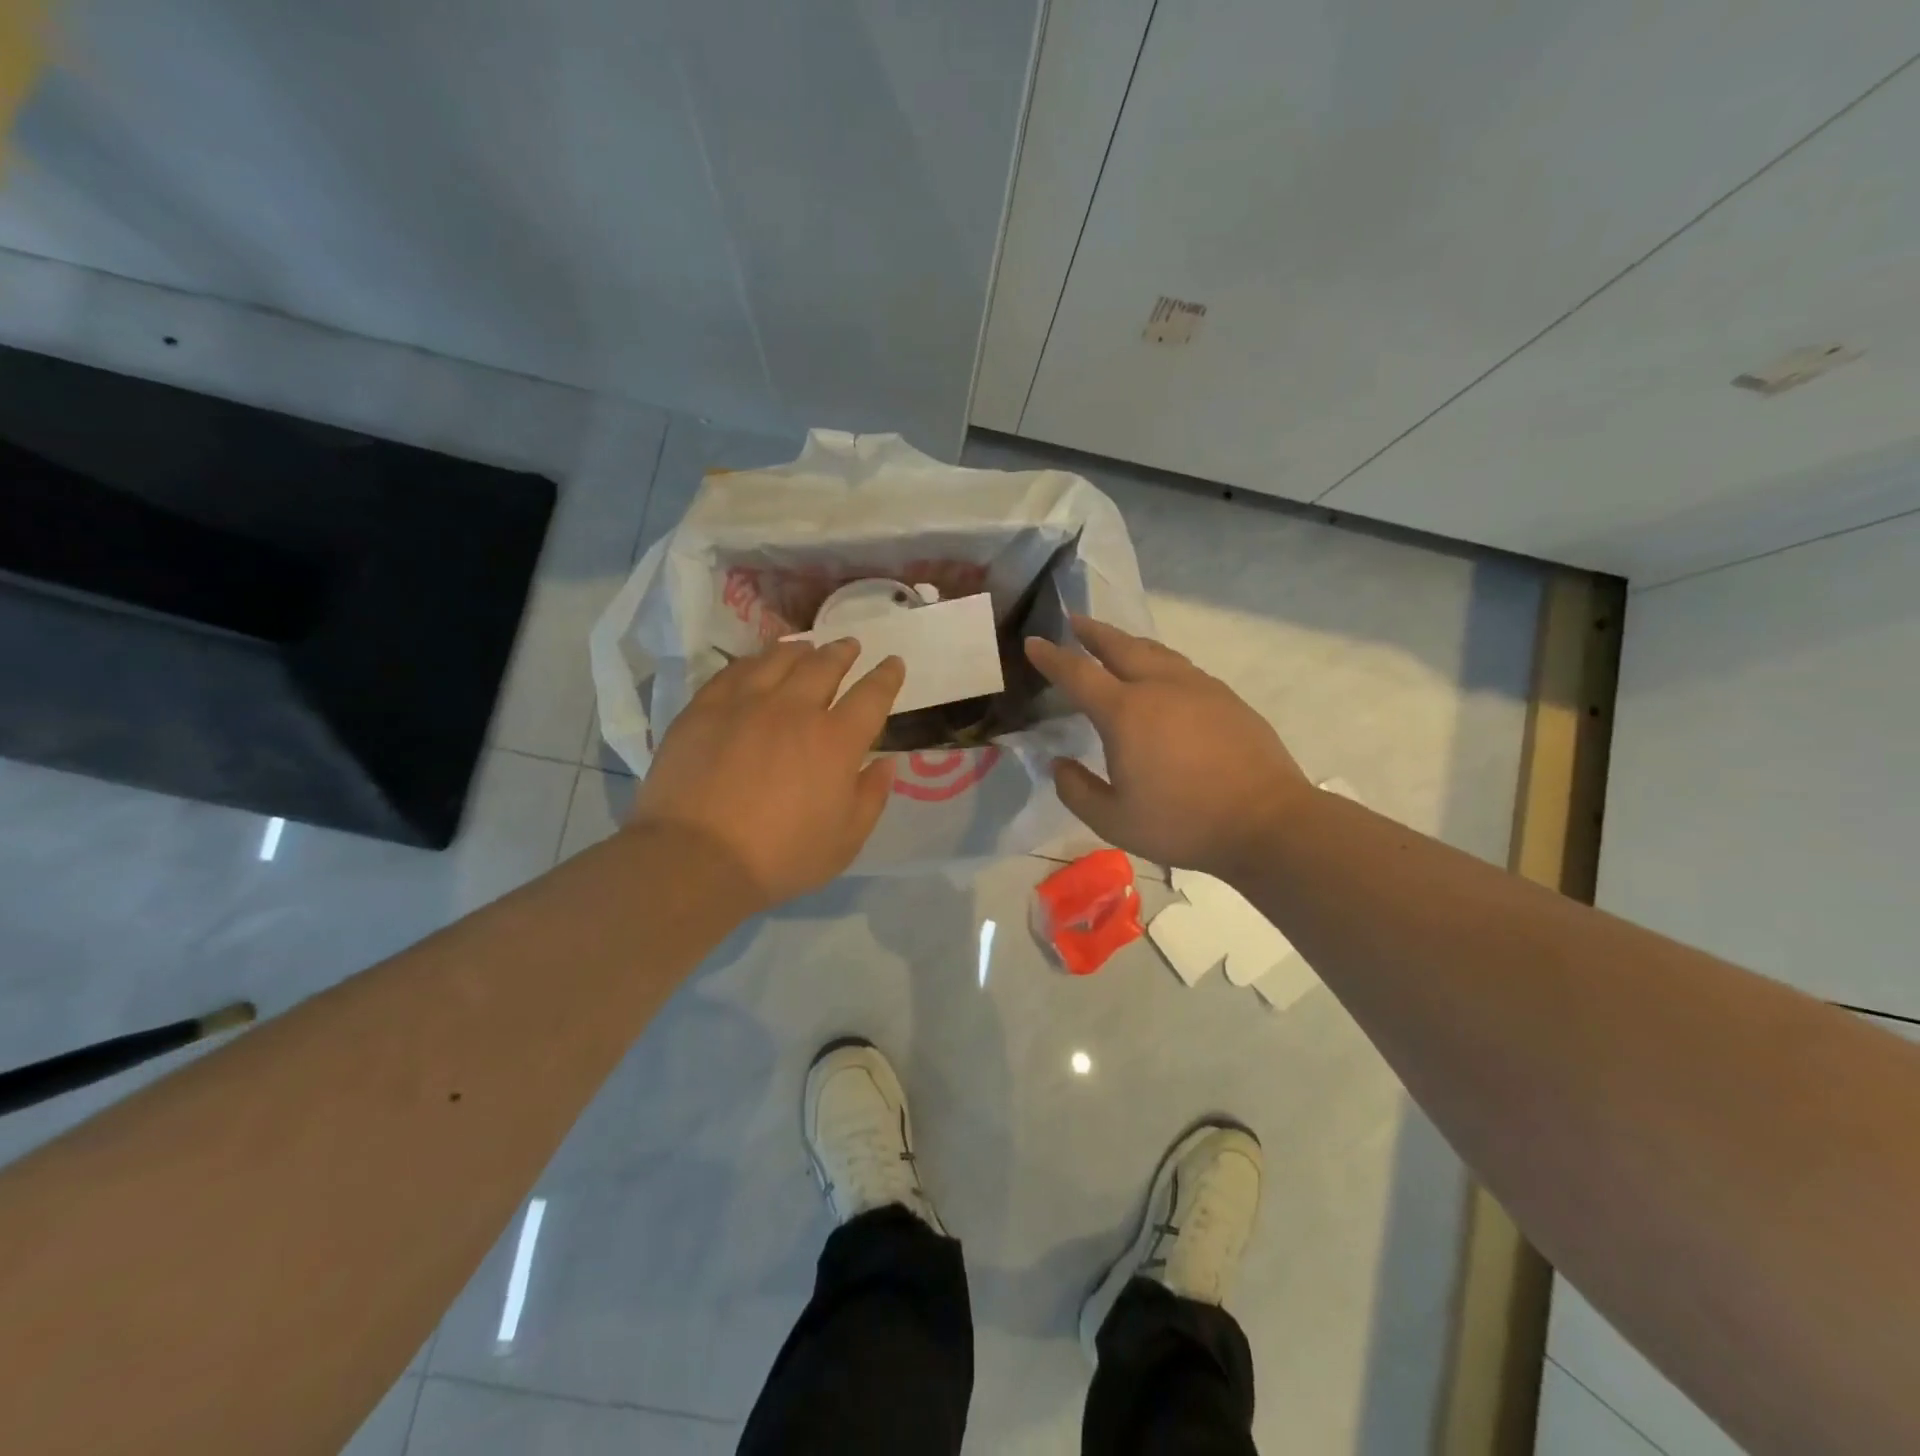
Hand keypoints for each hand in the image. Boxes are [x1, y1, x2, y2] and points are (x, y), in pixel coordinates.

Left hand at [629, 639, 903, 906]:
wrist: (695, 858)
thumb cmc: (780, 857)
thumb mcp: (845, 840)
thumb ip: (872, 797)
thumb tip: (887, 763)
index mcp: (837, 740)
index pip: (872, 695)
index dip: (887, 676)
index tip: (892, 663)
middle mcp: (795, 709)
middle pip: (825, 665)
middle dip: (843, 652)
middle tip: (850, 646)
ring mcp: (746, 703)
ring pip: (779, 658)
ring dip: (800, 650)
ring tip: (806, 648)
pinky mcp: (705, 708)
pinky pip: (734, 670)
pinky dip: (754, 661)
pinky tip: (756, 664)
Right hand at [1025, 616, 1311, 878]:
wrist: (1267, 822)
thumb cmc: (1183, 823)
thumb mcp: (1113, 820)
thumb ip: (1077, 791)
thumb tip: (1059, 764)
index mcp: (1126, 712)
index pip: (1078, 674)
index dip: (1051, 657)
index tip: (1033, 642)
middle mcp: (1160, 687)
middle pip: (1119, 646)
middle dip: (1092, 632)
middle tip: (1074, 621)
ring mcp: (1198, 688)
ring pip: (1155, 651)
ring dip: (1127, 642)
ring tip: (1114, 642)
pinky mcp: (1226, 698)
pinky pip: (1181, 667)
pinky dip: (1159, 661)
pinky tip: (1161, 675)